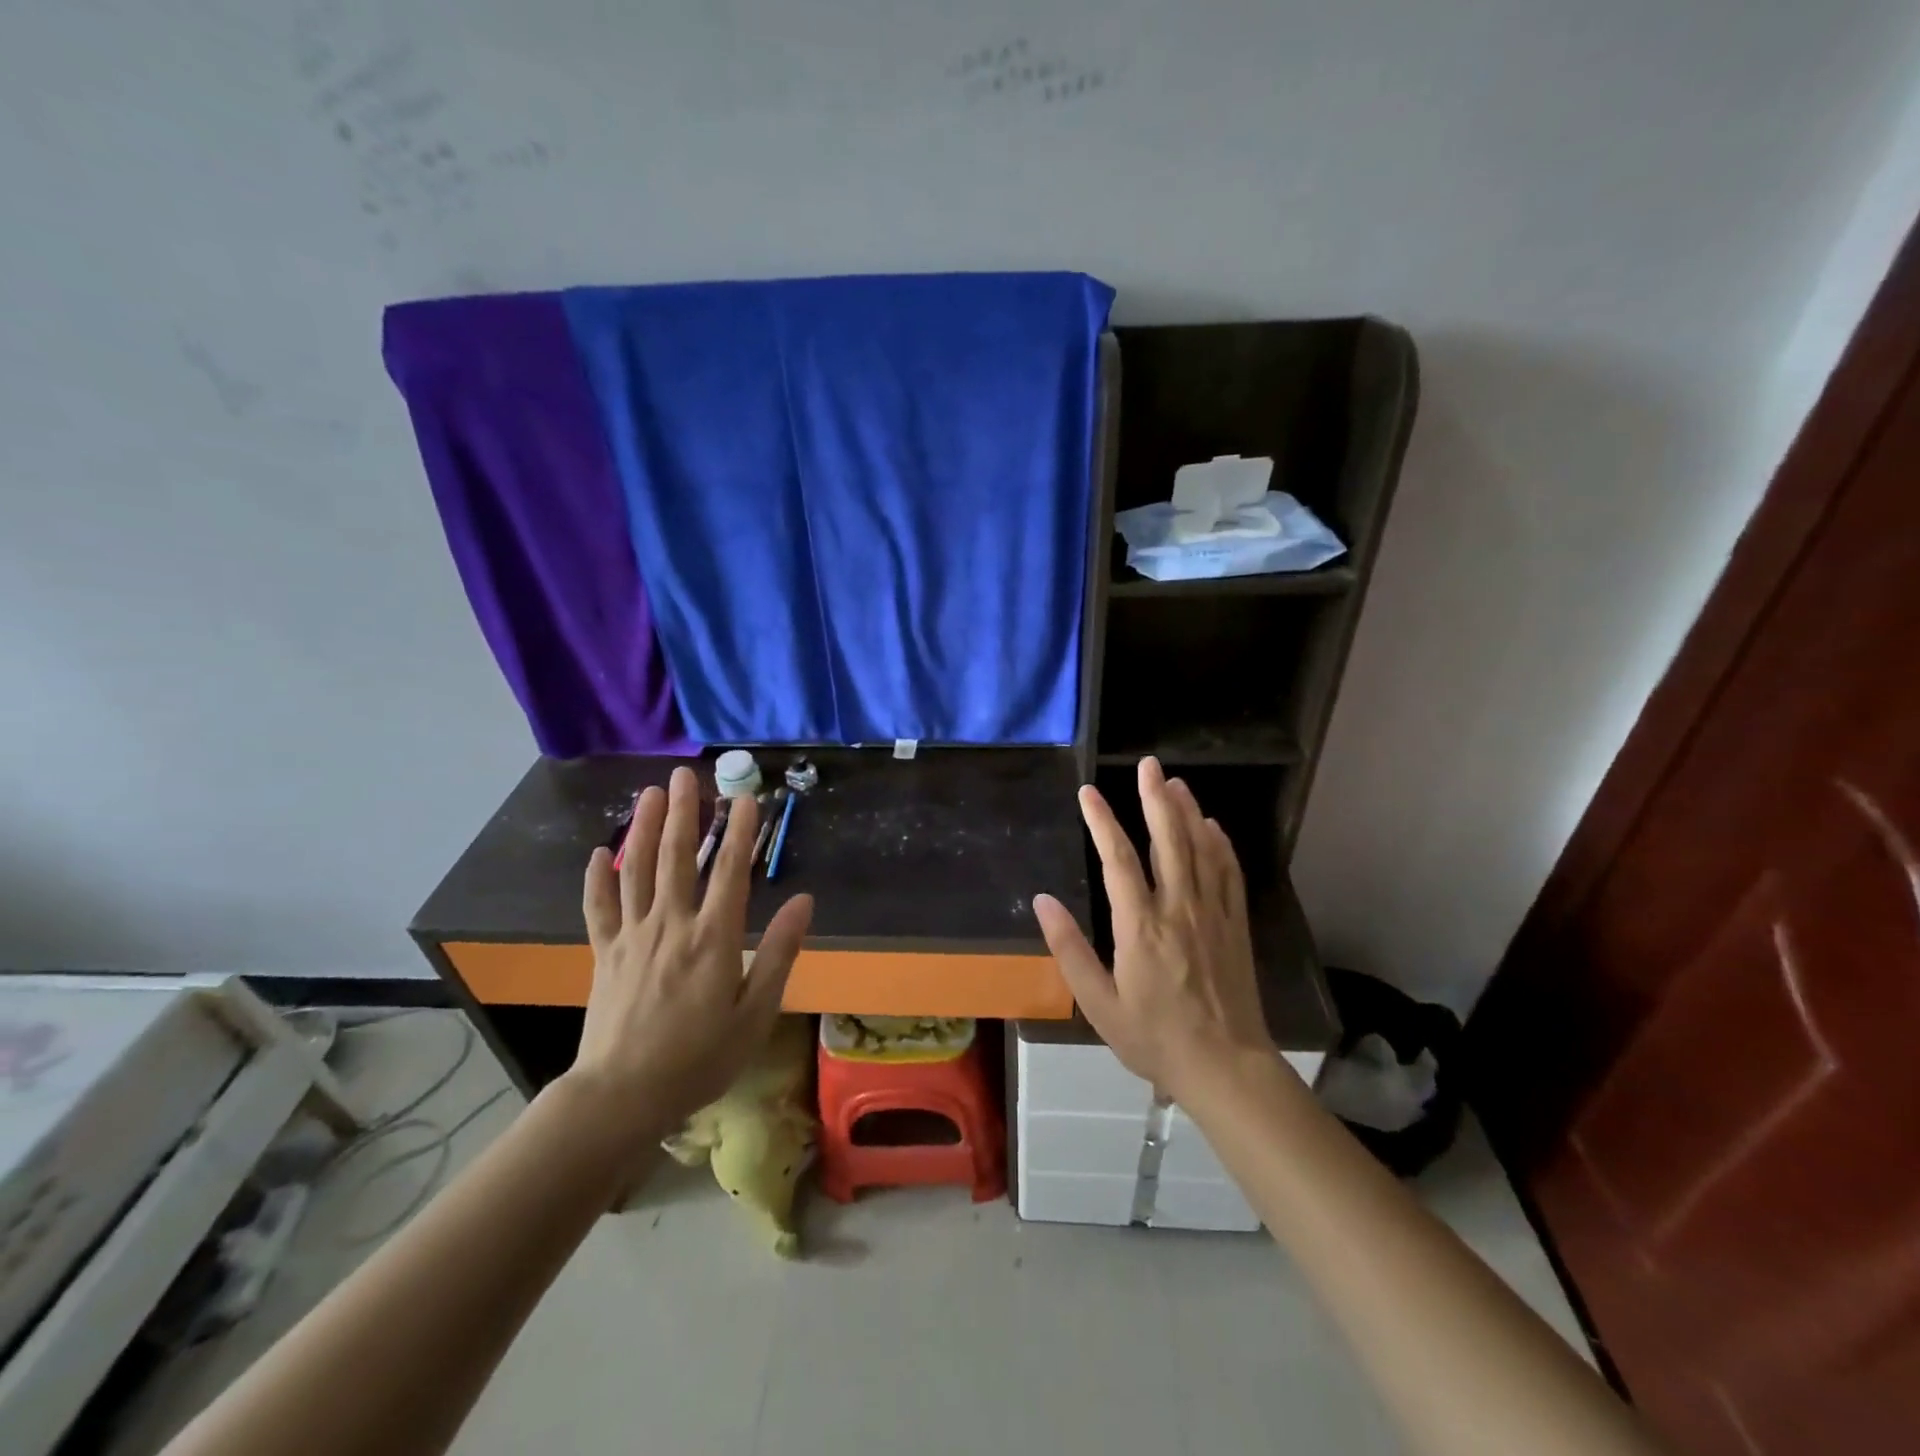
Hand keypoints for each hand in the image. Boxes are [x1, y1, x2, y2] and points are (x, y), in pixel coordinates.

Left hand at [569, 766, 812, 1144]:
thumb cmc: (699, 1058)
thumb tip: (805, 901)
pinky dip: (597, 877)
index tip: (746, 797)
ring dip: (645, 829)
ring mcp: (632, 937)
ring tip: (650, 794)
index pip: (730, 871)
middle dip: (684, 813)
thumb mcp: (755, 1012)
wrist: (621, 1096)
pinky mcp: (605, 953)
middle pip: (677, 858)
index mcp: (713, 938)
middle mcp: (671, 925)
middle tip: (684, 775)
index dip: (740, 831)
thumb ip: (779, 953)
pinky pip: (599, 908)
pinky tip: (600, 850)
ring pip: (637, 870)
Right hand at [1032, 756, 1274, 1102]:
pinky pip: (1229, 874)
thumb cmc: (1154, 1038)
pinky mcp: (1236, 926)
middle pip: (1168, 840)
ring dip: (1187, 812)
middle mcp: (1179, 909)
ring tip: (1176, 782)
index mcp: (1141, 926)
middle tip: (1148, 764)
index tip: (1087, 793)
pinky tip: (1213, 826)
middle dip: (1155, 798)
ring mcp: (1212, 914)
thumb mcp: (1098, 1003)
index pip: (1118, 859)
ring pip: (1201, 850)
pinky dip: (1220, 845)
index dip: (1102, 822)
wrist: (1225, 1066)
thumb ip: (1069, 950)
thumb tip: (1042, 901)